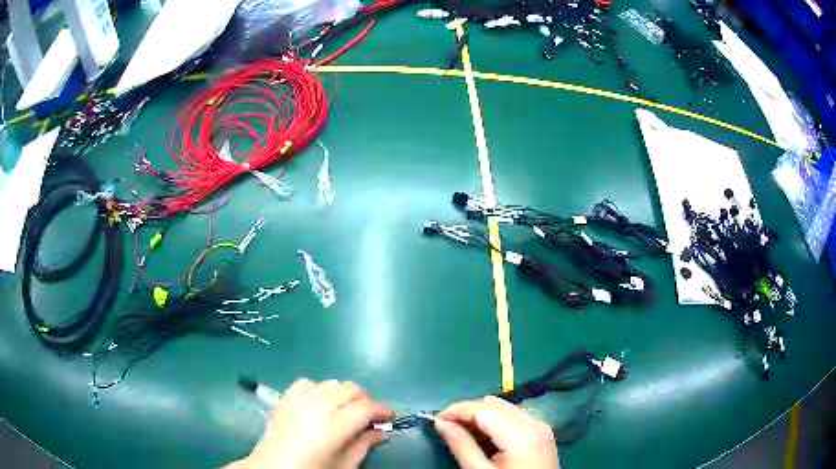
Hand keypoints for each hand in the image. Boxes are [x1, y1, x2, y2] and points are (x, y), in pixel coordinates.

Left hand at [228, 378, 394, 468]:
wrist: (273, 468)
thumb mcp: (344, 465)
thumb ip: (364, 445)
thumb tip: (382, 432)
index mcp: (333, 427)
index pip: (366, 408)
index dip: (383, 410)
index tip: (390, 418)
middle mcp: (317, 407)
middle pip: (351, 389)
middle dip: (366, 400)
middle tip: (369, 417)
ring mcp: (298, 400)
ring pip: (331, 383)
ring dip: (344, 394)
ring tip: (344, 411)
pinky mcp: (285, 398)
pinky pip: (307, 383)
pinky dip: (319, 389)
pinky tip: (319, 405)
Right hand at [435, 396, 558, 468]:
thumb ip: (462, 446)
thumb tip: (441, 423)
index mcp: (521, 433)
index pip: (483, 409)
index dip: (457, 410)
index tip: (436, 419)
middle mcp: (535, 422)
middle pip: (495, 404)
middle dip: (468, 412)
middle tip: (447, 427)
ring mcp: (541, 427)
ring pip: (505, 408)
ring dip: (481, 415)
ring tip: (462, 432)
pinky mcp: (542, 434)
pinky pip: (515, 417)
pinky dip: (496, 421)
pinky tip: (483, 437)